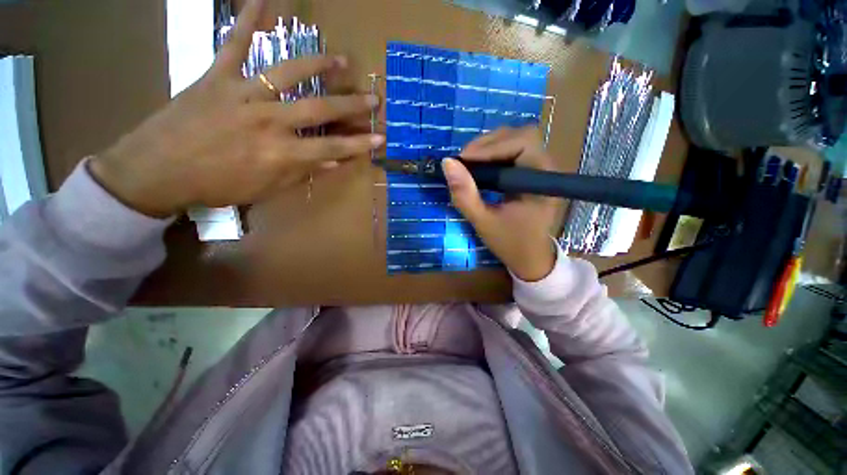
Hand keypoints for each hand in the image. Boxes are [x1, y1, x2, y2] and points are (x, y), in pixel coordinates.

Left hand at [90, 0, 382, 217]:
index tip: (380, 138)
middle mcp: (269, 121)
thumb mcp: (266, 188)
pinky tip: (264, 0)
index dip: (358, 144)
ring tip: (341, 59)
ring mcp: (243, 94)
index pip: (332, 148)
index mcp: (281, 154)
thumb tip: (332, 162)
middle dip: (350, 105)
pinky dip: (249, 21)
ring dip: (317, 64)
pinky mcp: (218, 77)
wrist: (157, 170)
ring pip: (287, 73)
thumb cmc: (216, 185)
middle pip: (319, 110)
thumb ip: (301, 173)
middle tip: (372, 98)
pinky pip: (235, 45)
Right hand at [443, 127, 558, 281]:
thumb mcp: (483, 221)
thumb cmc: (510, 243)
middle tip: (463, 161)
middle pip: (520, 135)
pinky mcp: (530, 172)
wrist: (530, 258)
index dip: (491, 146)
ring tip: (468, 163)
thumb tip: (447, 163)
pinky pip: (512, 151)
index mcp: (541, 179)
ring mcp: (540, 168)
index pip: (523, 142)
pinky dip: (492, 155)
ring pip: (515, 140)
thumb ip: (464, 195)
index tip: (462, 160)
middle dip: (488, 144)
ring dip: (488, 147)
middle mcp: (546, 167)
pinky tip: (479, 167)